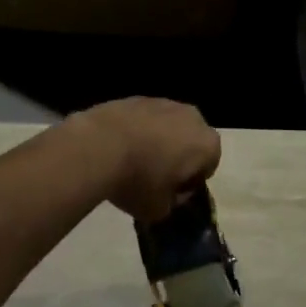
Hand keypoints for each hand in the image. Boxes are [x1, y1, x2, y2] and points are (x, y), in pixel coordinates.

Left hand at [69, 97, 220, 221]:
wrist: (98, 145)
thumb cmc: (138, 180)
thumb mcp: (159, 209)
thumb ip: (172, 203)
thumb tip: (169, 195)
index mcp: (207, 144)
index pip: (207, 167)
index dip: (190, 182)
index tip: (170, 192)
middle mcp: (192, 117)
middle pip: (189, 141)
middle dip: (177, 156)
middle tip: (154, 177)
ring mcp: (163, 102)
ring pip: (166, 127)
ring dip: (156, 142)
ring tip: (132, 162)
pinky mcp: (136, 97)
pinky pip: (143, 119)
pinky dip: (136, 131)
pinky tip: (118, 147)